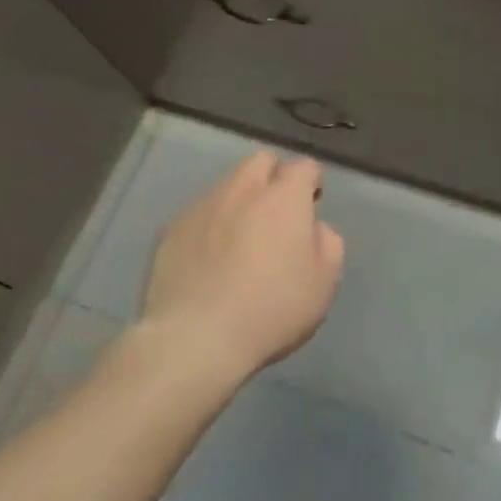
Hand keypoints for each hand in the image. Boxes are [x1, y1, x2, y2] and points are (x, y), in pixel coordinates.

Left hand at [140, 150, 344, 383]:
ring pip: (228, 186)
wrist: (196, 338)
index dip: (311, 182)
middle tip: (276, 215)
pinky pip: (199, 214)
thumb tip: (314, 228)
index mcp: (284, 197)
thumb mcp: (323, 283)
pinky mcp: (172, 229)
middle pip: (261, 162)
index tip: (311, 206)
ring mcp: (203, 206)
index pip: (304, 166)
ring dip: (240, 201)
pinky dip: (210, 225)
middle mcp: (243, 189)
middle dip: (273, 178)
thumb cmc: (271, 309)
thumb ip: (328, 244)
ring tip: (239, 239)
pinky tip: (209, 259)